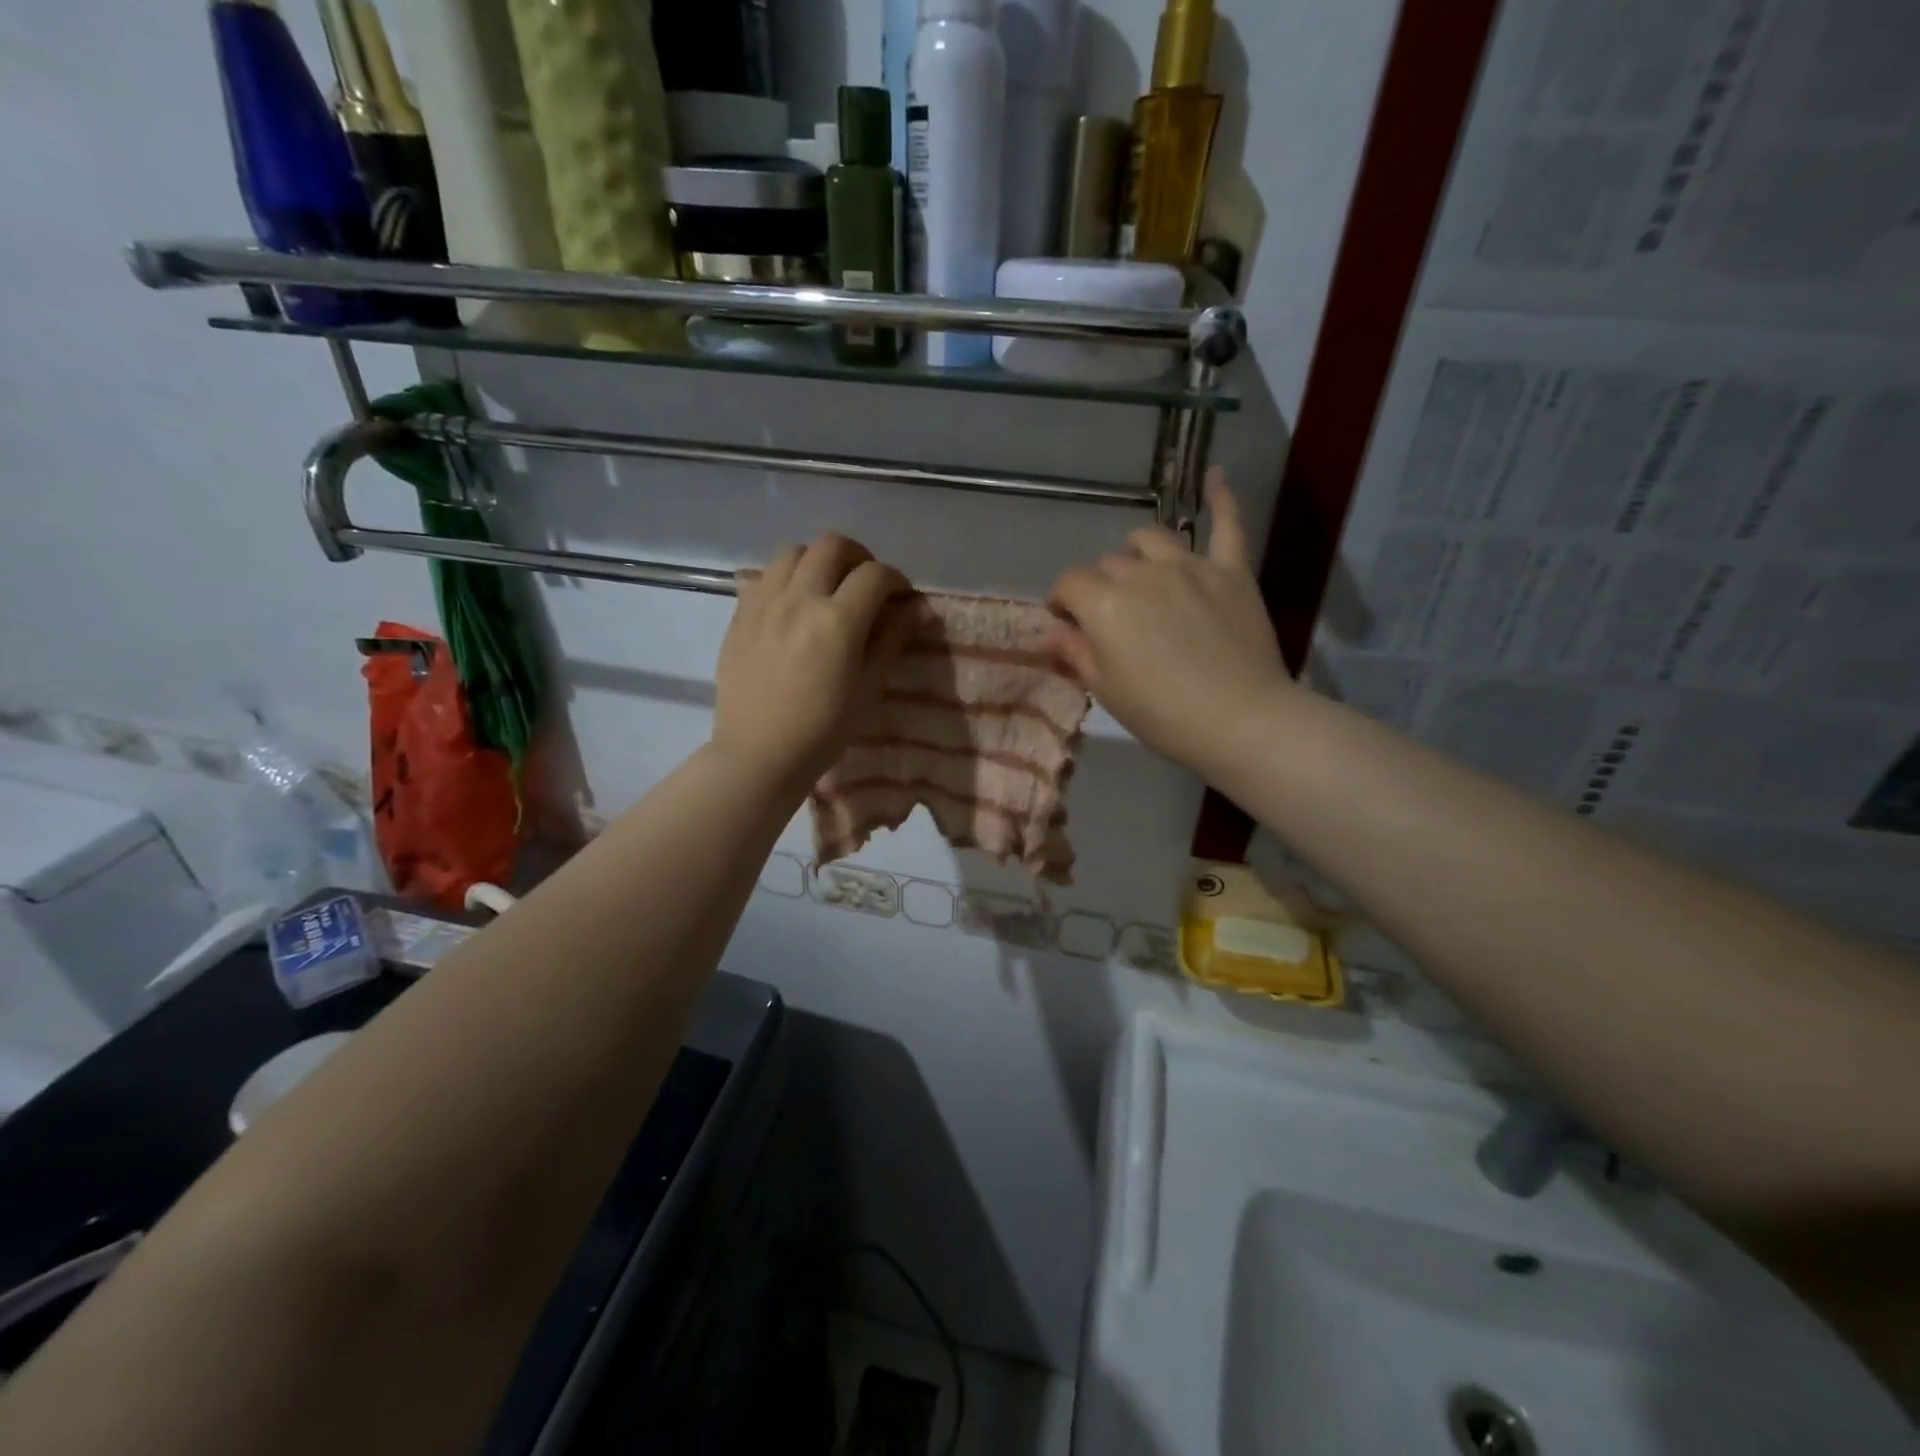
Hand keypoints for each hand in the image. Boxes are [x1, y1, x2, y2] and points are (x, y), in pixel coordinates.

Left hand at [712, 534, 912, 793]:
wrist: (760, 754)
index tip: (901, 596)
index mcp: (837, 621)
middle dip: (858, 556)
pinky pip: (765, 575)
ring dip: (818, 560)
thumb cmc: (824, 730)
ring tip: (826, 586)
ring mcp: (764, 603)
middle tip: (866, 582)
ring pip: (793, 551)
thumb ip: (892, 639)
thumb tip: (918, 608)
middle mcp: (799, 599)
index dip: (896, 579)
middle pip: (832, 546)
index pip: (875, 575)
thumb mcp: (869, 687)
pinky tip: (793, 603)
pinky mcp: (740, 614)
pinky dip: (786, 577)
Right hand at [1047, 470, 1291, 775]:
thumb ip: (1075, 652)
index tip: (1064, 621)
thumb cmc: (1163, 714)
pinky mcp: (1231, 570)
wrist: (1240, 721)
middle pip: (1108, 564)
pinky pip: (1227, 524)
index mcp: (1105, 604)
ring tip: (1140, 572)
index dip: (1061, 601)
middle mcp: (1142, 573)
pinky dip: (1221, 498)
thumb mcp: (1106, 690)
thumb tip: (1051, 631)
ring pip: (1150, 538)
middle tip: (1108, 617)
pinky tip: (1215, 475)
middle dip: (1099, 586)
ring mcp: (1190, 565)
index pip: (1069, 584)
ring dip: (1136, 552)